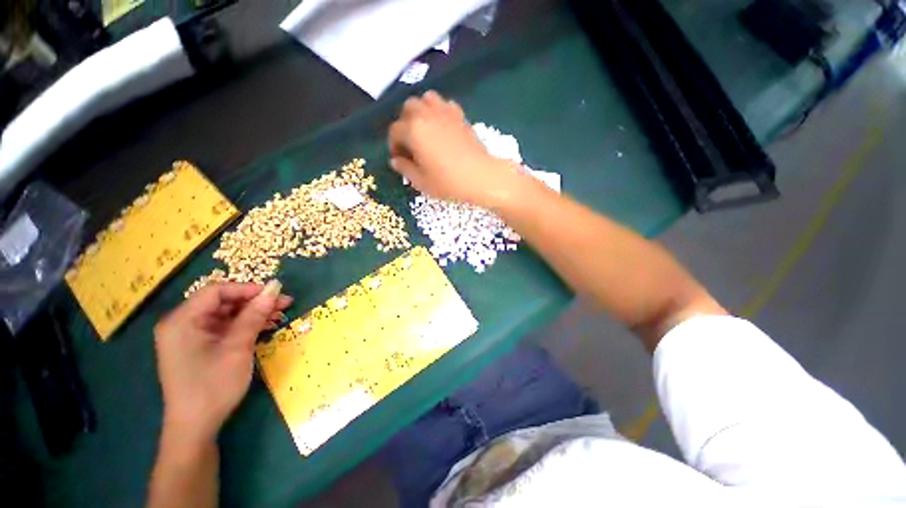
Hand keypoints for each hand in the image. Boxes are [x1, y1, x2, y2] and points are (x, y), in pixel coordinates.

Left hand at [154, 282, 291, 441]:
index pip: (216, 291)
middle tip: (284, 304)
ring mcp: (190, 336)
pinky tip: (265, 327)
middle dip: (254, 302)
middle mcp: (182, 324)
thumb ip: (254, 316)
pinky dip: (245, 326)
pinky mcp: (198, 347)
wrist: (196, 427)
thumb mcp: (237, 348)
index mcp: (182, 321)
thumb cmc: (213, 386)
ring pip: (226, 314)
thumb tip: (275, 289)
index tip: (275, 294)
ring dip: (253, 314)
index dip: (248, 289)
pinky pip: (224, 328)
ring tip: (280, 315)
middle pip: (222, 302)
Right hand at [388, 90, 526, 207]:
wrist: (481, 177)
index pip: (395, 131)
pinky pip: (445, 104)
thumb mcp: (422, 182)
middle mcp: (426, 115)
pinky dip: (439, 111)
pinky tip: (442, 127)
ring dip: (421, 111)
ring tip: (425, 130)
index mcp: (413, 130)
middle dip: (404, 123)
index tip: (399, 158)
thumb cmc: (448, 182)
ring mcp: (445, 112)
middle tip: (411, 143)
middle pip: (408, 108)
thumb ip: (405, 169)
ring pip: (426, 99)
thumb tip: (395, 161)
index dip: (393, 145)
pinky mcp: (460, 115)